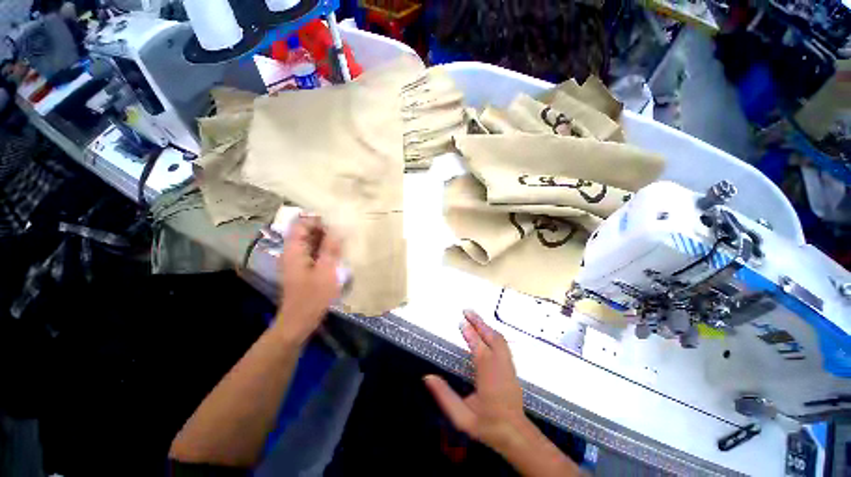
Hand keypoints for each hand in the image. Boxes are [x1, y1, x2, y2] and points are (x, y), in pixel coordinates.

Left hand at [274, 216, 341, 344]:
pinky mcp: (304, 268)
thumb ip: (331, 248)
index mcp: (294, 250)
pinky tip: (338, 253)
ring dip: (326, 239)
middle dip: (325, 229)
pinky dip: (325, 250)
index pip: (301, 224)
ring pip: (311, 242)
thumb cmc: (312, 297)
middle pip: (306, 231)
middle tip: (344, 232)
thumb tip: (338, 228)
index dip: (317, 219)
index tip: (337, 222)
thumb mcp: (326, 271)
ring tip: (344, 240)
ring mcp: (298, 260)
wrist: (299, 321)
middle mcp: (293, 252)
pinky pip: (314, 252)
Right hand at [424, 310, 528, 452]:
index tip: (461, 322)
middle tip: (467, 311)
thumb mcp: (462, 417)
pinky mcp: (512, 368)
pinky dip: (493, 334)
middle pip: (492, 338)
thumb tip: (427, 377)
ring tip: (475, 317)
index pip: (479, 349)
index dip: (470, 334)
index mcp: (489, 377)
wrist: (516, 435)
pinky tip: (486, 332)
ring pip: (500, 340)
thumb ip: (444, 397)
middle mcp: (501, 367)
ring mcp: (509, 367)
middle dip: (479, 323)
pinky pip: (503, 345)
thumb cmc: (488, 425)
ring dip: (487, 326)